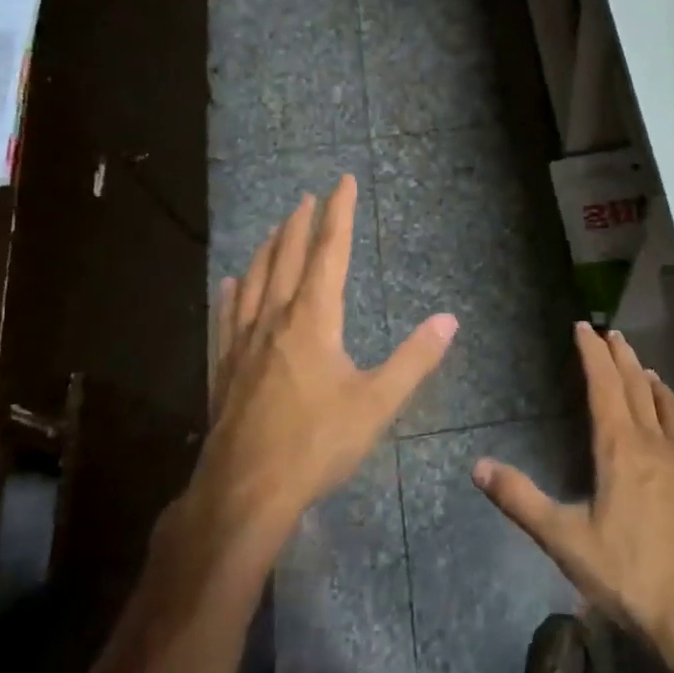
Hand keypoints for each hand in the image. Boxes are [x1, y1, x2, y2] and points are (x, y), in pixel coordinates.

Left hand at [193, 175, 456, 547]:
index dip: (338, 214)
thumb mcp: (376, 404)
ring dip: (267, 249)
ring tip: (275, 228)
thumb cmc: (316, 444)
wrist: (245, 491)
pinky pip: (226, 317)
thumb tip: (449, 320)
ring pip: (254, 280)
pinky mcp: (224, 368)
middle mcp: (275, 319)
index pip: (329, 253)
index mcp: (313, 319)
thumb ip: (414, 360)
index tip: (342, 181)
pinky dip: (231, 293)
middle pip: (287, 258)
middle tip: (307, 196)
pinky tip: (229, 283)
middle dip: (300, 224)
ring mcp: (243, 343)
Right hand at [473, 324, 673, 665]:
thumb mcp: (564, 540)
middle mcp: (656, 444)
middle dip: (622, 357)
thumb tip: (478, 466)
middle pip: (637, 387)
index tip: (585, 327)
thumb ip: (520, 500)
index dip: (593, 354)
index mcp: (620, 449)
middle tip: (612, 333)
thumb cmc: (628, 574)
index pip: (604, 385)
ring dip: (653, 382)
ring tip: (644, 368)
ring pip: (670, 407)